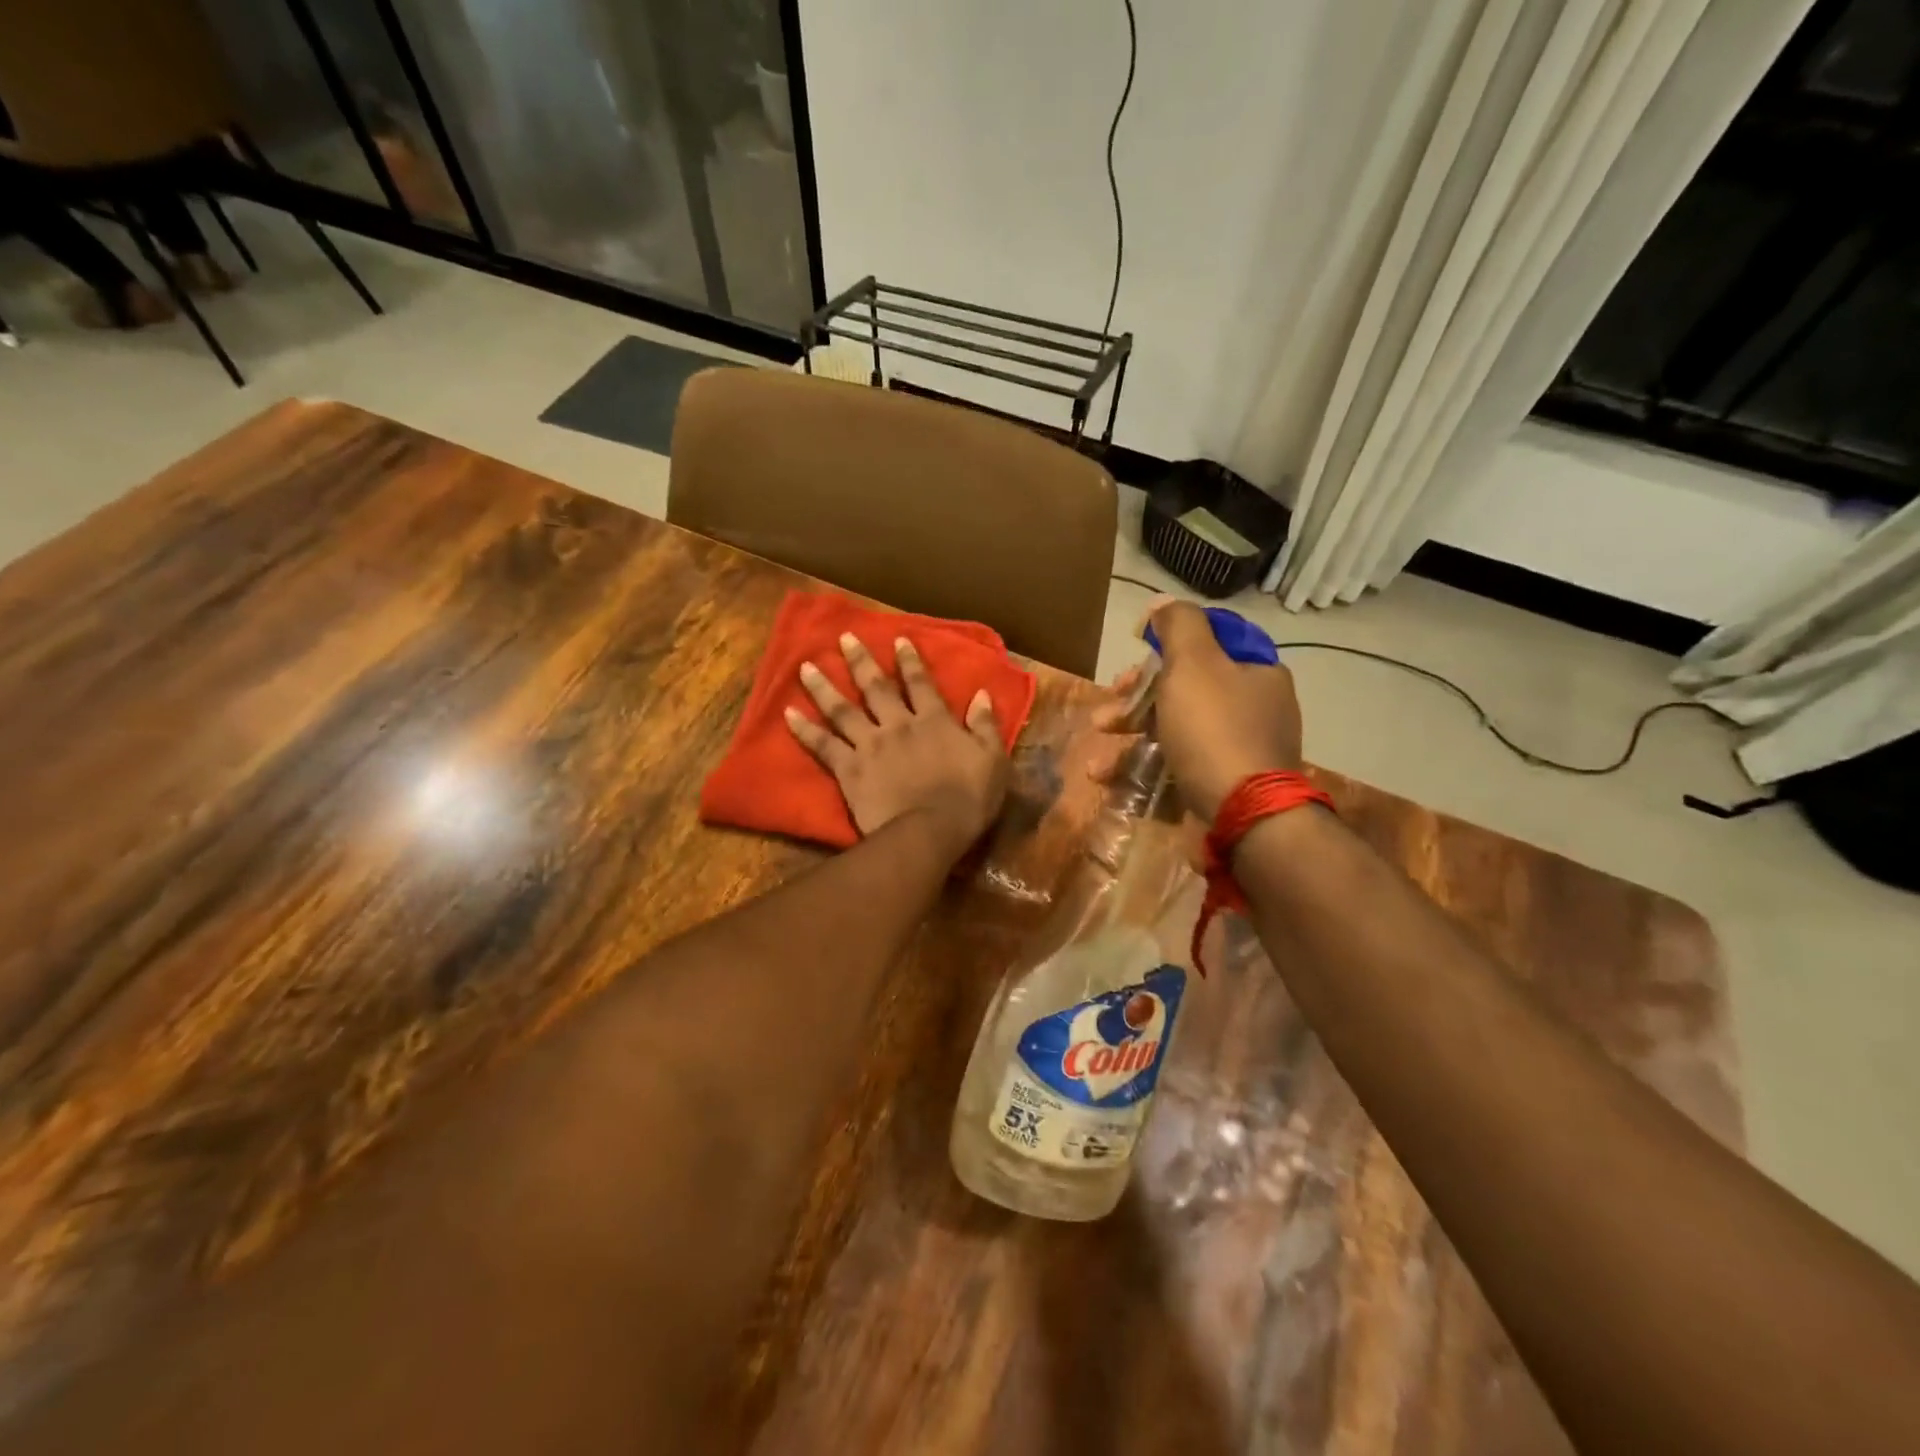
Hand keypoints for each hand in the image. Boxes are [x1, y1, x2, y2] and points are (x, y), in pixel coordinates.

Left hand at [786, 633, 1009, 855]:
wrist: (930, 831)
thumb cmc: (968, 800)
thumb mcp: (993, 760)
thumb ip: (986, 726)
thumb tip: (983, 695)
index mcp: (934, 721)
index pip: (920, 684)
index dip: (910, 661)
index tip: (898, 640)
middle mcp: (898, 724)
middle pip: (875, 688)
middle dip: (860, 661)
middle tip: (843, 638)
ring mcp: (870, 745)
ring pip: (842, 710)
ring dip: (823, 687)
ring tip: (805, 667)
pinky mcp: (849, 769)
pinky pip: (823, 746)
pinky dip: (804, 730)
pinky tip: (788, 714)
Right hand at [1107, 600, 1301, 821]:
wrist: (1246, 817)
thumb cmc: (1214, 730)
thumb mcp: (1193, 664)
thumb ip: (1178, 625)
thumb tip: (1162, 603)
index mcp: (1256, 672)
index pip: (1207, 643)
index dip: (1163, 646)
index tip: (1132, 658)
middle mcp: (1255, 708)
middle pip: (1184, 689)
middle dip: (1135, 700)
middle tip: (1105, 712)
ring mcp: (1240, 750)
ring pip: (1175, 731)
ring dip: (1130, 741)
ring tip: (1097, 763)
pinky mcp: (1224, 785)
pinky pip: (1178, 766)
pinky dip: (1144, 770)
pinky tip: (1112, 782)